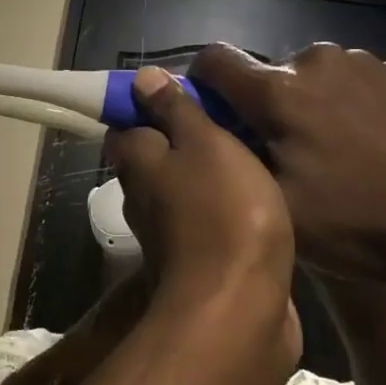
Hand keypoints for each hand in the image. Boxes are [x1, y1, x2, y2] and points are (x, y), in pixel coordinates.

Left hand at [104, 68, 293, 308]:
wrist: (240, 305)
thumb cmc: (223, 210)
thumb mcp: (204, 143)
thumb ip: (175, 110)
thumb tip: (140, 79)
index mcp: (135, 160)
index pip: (127, 122)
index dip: (152, 104)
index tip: (191, 96)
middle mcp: (141, 194)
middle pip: (156, 155)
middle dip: (186, 137)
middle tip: (232, 120)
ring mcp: (167, 230)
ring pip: (183, 187)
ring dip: (208, 172)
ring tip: (252, 151)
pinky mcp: (197, 259)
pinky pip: (207, 218)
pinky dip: (225, 205)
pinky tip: (258, 196)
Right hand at [189, 42, 385, 284]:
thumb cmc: (356, 223)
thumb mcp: (274, 203)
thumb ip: (231, 154)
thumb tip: (206, 122)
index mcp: (278, 91)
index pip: (215, 59)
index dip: (202, 80)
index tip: (212, 109)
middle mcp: (317, 61)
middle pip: (269, 72)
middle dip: (267, 103)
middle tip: (286, 150)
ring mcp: (367, 63)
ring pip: (315, 75)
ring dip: (311, 101)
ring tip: (336, 148)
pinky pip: (357, 80)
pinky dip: (352, 103)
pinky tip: (374, 143)